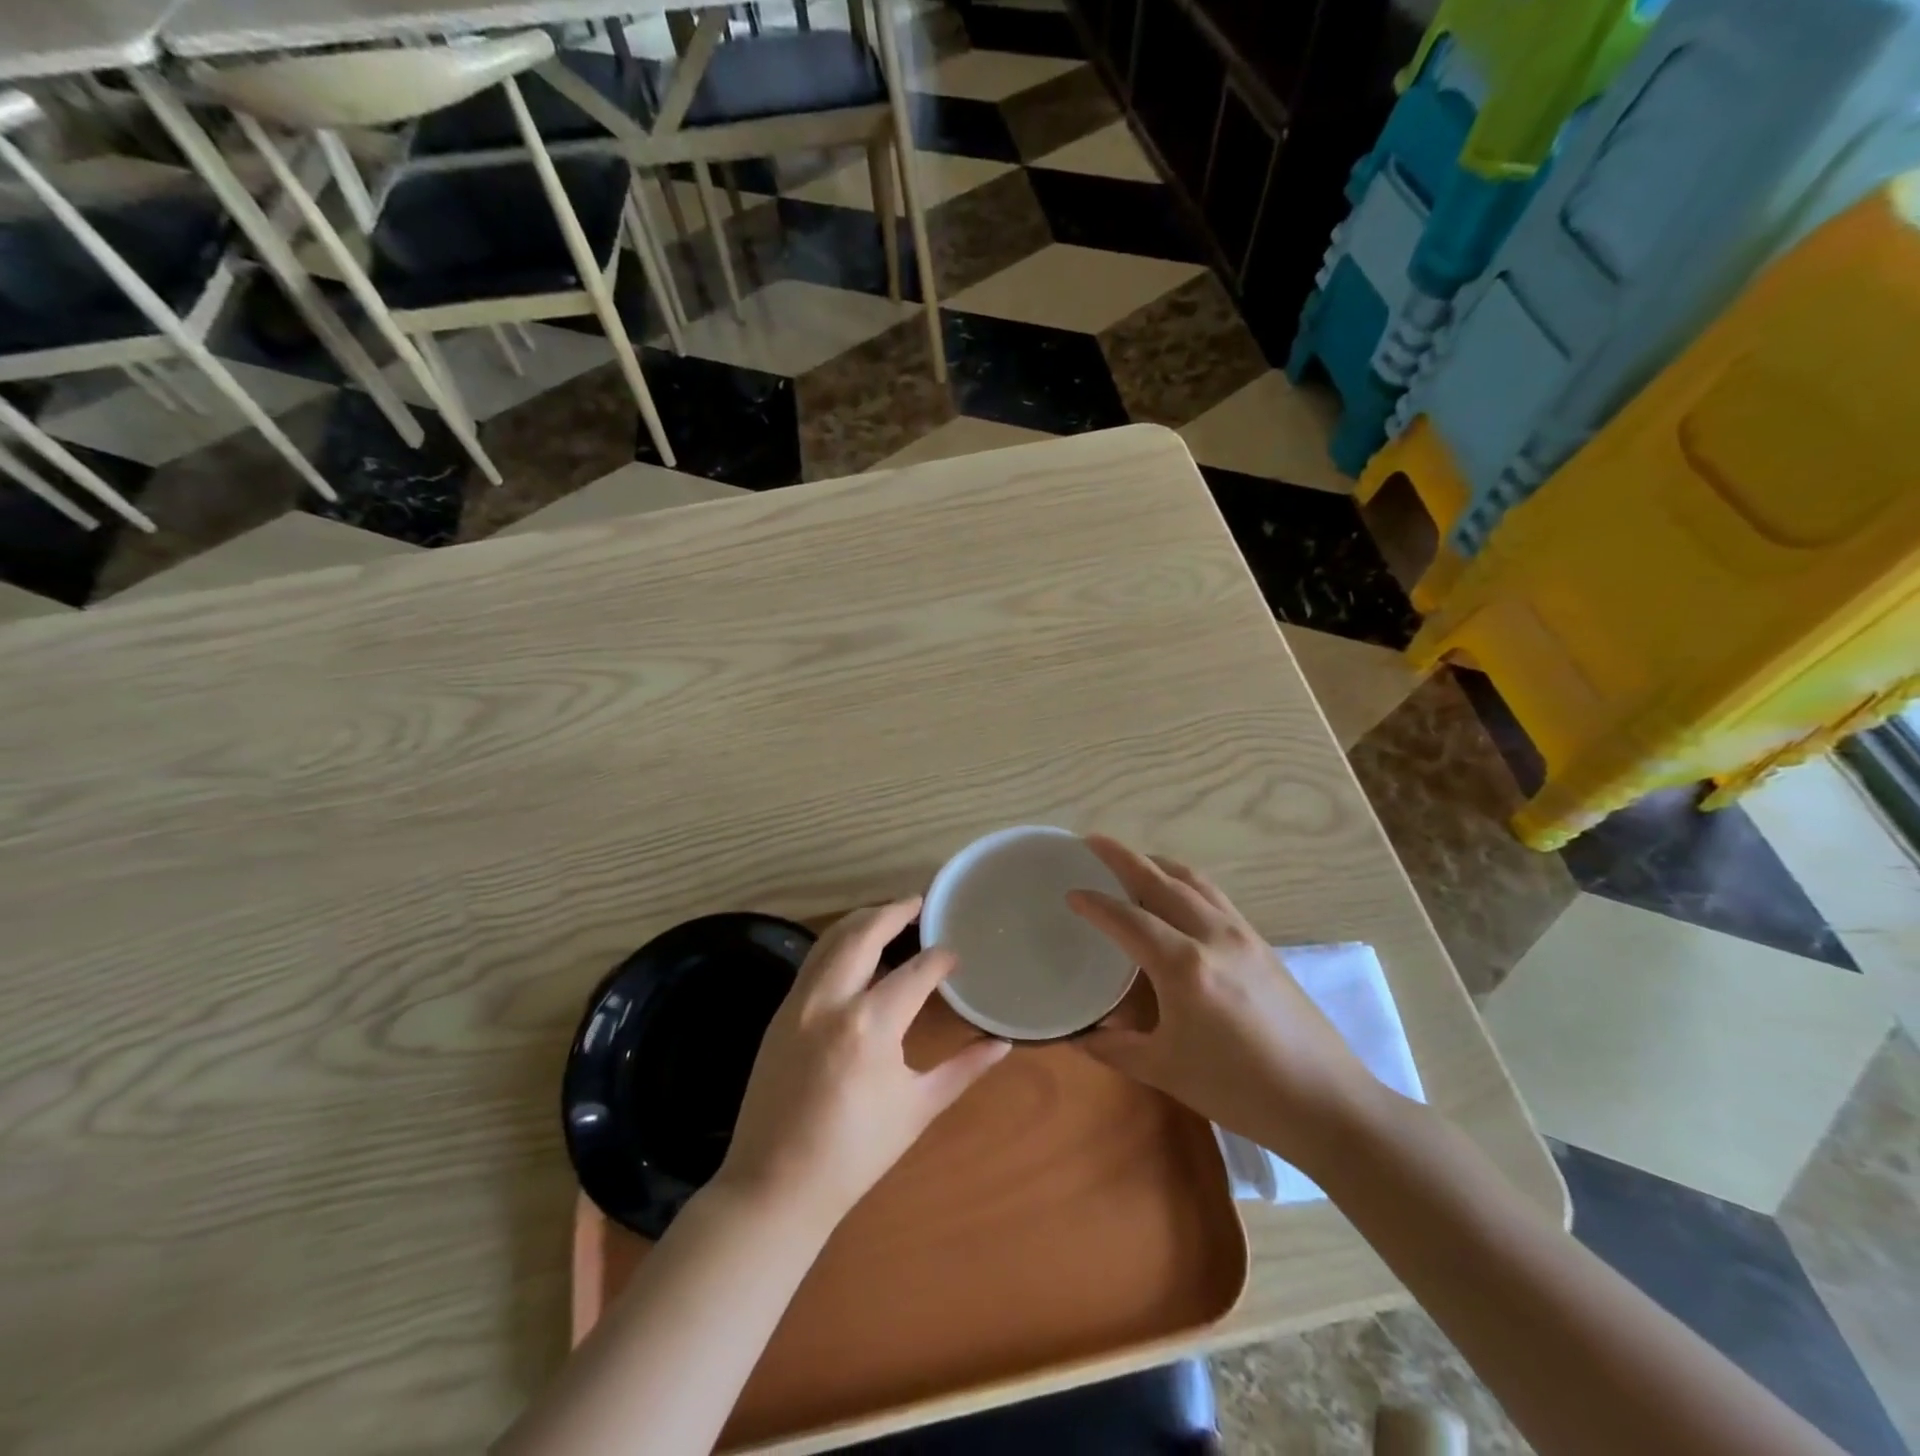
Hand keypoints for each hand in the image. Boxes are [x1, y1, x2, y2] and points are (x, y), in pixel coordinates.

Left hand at [715, 899, 1009, 1232]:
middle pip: (863, 933)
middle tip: (919, 903)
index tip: (955, 955)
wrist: (775, 1186)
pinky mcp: (780, 1013)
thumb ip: (963, 1070)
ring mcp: (799, 1003)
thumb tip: (1002, 1044)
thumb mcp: (917, 1109)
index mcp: (870, 1026)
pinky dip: (838, 945)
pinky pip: (813, 962)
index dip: (940, 959)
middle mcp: (831, 1001)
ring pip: (831, 940)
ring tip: (889, 915)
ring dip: (862, 920)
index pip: (916, 972)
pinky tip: (856, 952)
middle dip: (894, 911)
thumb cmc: (855, 1154)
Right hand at [1066, 836, 1375, 1169]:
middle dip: (1123, 858)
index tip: (1070, 892)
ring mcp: (1242, 934)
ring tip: (1133, 860)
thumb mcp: (1167, 1072)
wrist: (1326, 1102)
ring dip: (1158, 864)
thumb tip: (1081, 1036)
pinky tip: (1177, 894)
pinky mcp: (1261, 943)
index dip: (1095, 903)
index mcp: (1184, 965)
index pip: (1128, 919)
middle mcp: (1212, 935)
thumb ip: (1117, 1048)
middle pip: (1161, 881)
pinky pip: (1215, 896)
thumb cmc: (1240, 1089)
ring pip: (1193, 881)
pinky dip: (1186, 882)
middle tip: (1091, 842)